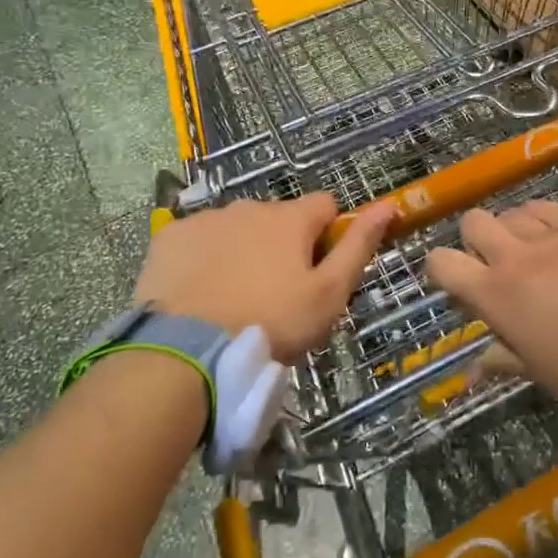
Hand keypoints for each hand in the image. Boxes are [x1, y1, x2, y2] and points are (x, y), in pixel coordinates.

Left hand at [133, 194, 395, 359]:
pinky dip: (203, 258)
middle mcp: (249, 206)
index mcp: (291, 218)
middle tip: (275, 294)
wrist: (185, 352)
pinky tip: (199, 292)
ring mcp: (206, 219)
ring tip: (233, 298)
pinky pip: (197, 239)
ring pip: (236, 228)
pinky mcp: (170, 237)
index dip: (328, 234)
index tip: (319, 270)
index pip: (325, 205)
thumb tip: (387, 206)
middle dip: (281, 245)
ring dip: (242, 249)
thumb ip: (358, 246)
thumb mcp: (328, 294)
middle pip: (278, 218)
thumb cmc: (270, 323)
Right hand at [426, 201, 557, 397]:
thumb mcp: (535, 368)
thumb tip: (473, 370)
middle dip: (474, 239)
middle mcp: (513, 257)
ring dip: (510, 228)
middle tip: (492, 261)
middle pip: (473, 222)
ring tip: (527, 248)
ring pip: (510, 211)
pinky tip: (551, 234)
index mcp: (494, 295)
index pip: (442, 263)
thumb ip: (500, 358)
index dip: (440, 268)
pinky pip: (546, 209)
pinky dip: (539, 218)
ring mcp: (548, 237)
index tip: (454, 280)